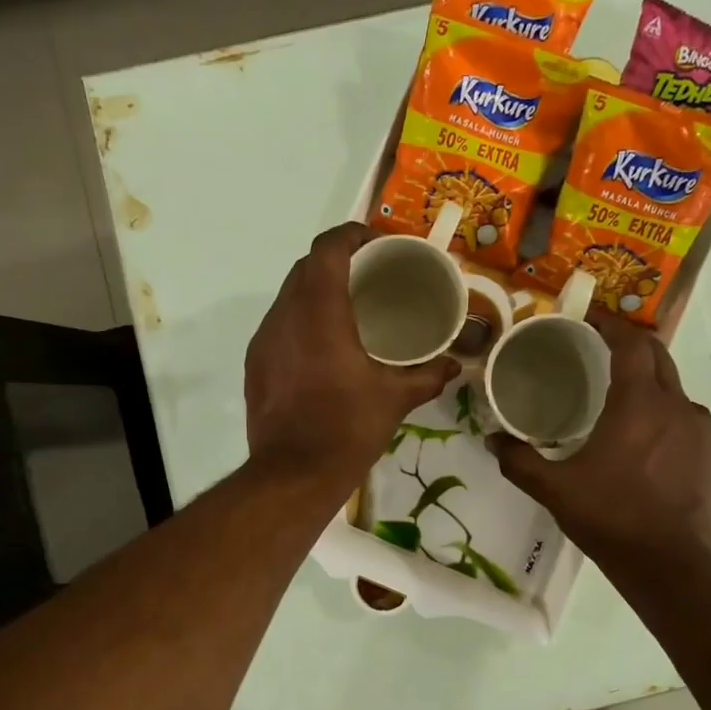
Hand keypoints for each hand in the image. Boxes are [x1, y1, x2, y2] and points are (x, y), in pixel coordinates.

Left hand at [245, 223, 459, 483]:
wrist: (292, 475)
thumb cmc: (346, 428)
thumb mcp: (395, 399)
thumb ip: (428, 375)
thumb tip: (455, 365)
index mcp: (319, 311)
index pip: (328, 248)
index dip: (352, 234)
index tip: (378, 244)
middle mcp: (284, 315)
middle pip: (306, 267)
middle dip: (337, 262)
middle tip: (371, 276)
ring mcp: (264, 340)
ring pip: (288, 296)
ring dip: (317, 291)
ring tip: (349, 309)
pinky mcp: (255, 364)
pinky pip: (279, 325)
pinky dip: (302, 320)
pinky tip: (324, 346)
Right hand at [489, 311, 710, 565]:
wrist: (669, 563)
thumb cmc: (610, 518)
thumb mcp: (554, 489)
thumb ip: (518, 460)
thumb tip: (491, 439)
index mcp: (638, 403)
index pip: (630, 343)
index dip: (609, 324)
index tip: (586, 317)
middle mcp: (674, 404)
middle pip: (656, 354)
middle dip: (628, 342)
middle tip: (596, 345)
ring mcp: (696, 427)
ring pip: (671, 383)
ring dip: (646, 374)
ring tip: (615, 388)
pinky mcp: (706, 450)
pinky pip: (682, 411)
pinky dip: (660, 404)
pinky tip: (640, 428)